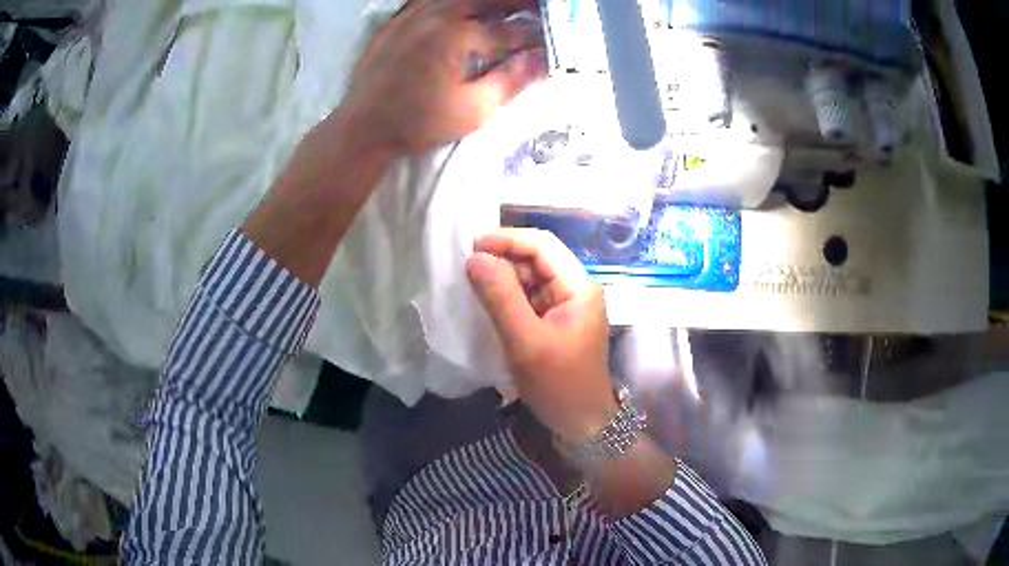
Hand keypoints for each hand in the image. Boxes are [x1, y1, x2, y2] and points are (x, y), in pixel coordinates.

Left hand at [340, 0, 546, 155]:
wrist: (363, 127)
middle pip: (488, 0)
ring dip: (488, 2)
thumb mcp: (473, 109)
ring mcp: (413, 14)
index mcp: (458, 36)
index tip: (552, 43)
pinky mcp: (397, 20)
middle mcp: (437, 15)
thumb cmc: (419, 122)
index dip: (535, 38)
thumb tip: (543, 60)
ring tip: (507, 9)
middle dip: (519, 5)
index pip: (509, 32)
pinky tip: (463, 9)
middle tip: (540, 9)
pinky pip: (430, 0)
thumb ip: (511, 80)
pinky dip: (453, 3)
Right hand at [466, 228, 618, 441]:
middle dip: (503, 258)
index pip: (542, 245)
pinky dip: (508, 297)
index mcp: (578, 287)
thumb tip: (475, 258)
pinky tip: (488, 304)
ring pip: (531, 278)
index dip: (507, 239)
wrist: (581, 423)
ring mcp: (565, 306)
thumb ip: (501, 298)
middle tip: (466, 270)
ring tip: (472, 286)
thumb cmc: (559, 384)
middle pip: (537, 258)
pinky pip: (529, 298)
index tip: (471, 249)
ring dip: (503, 278)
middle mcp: (575, 289)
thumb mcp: (526, 341)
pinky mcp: (555, 322)